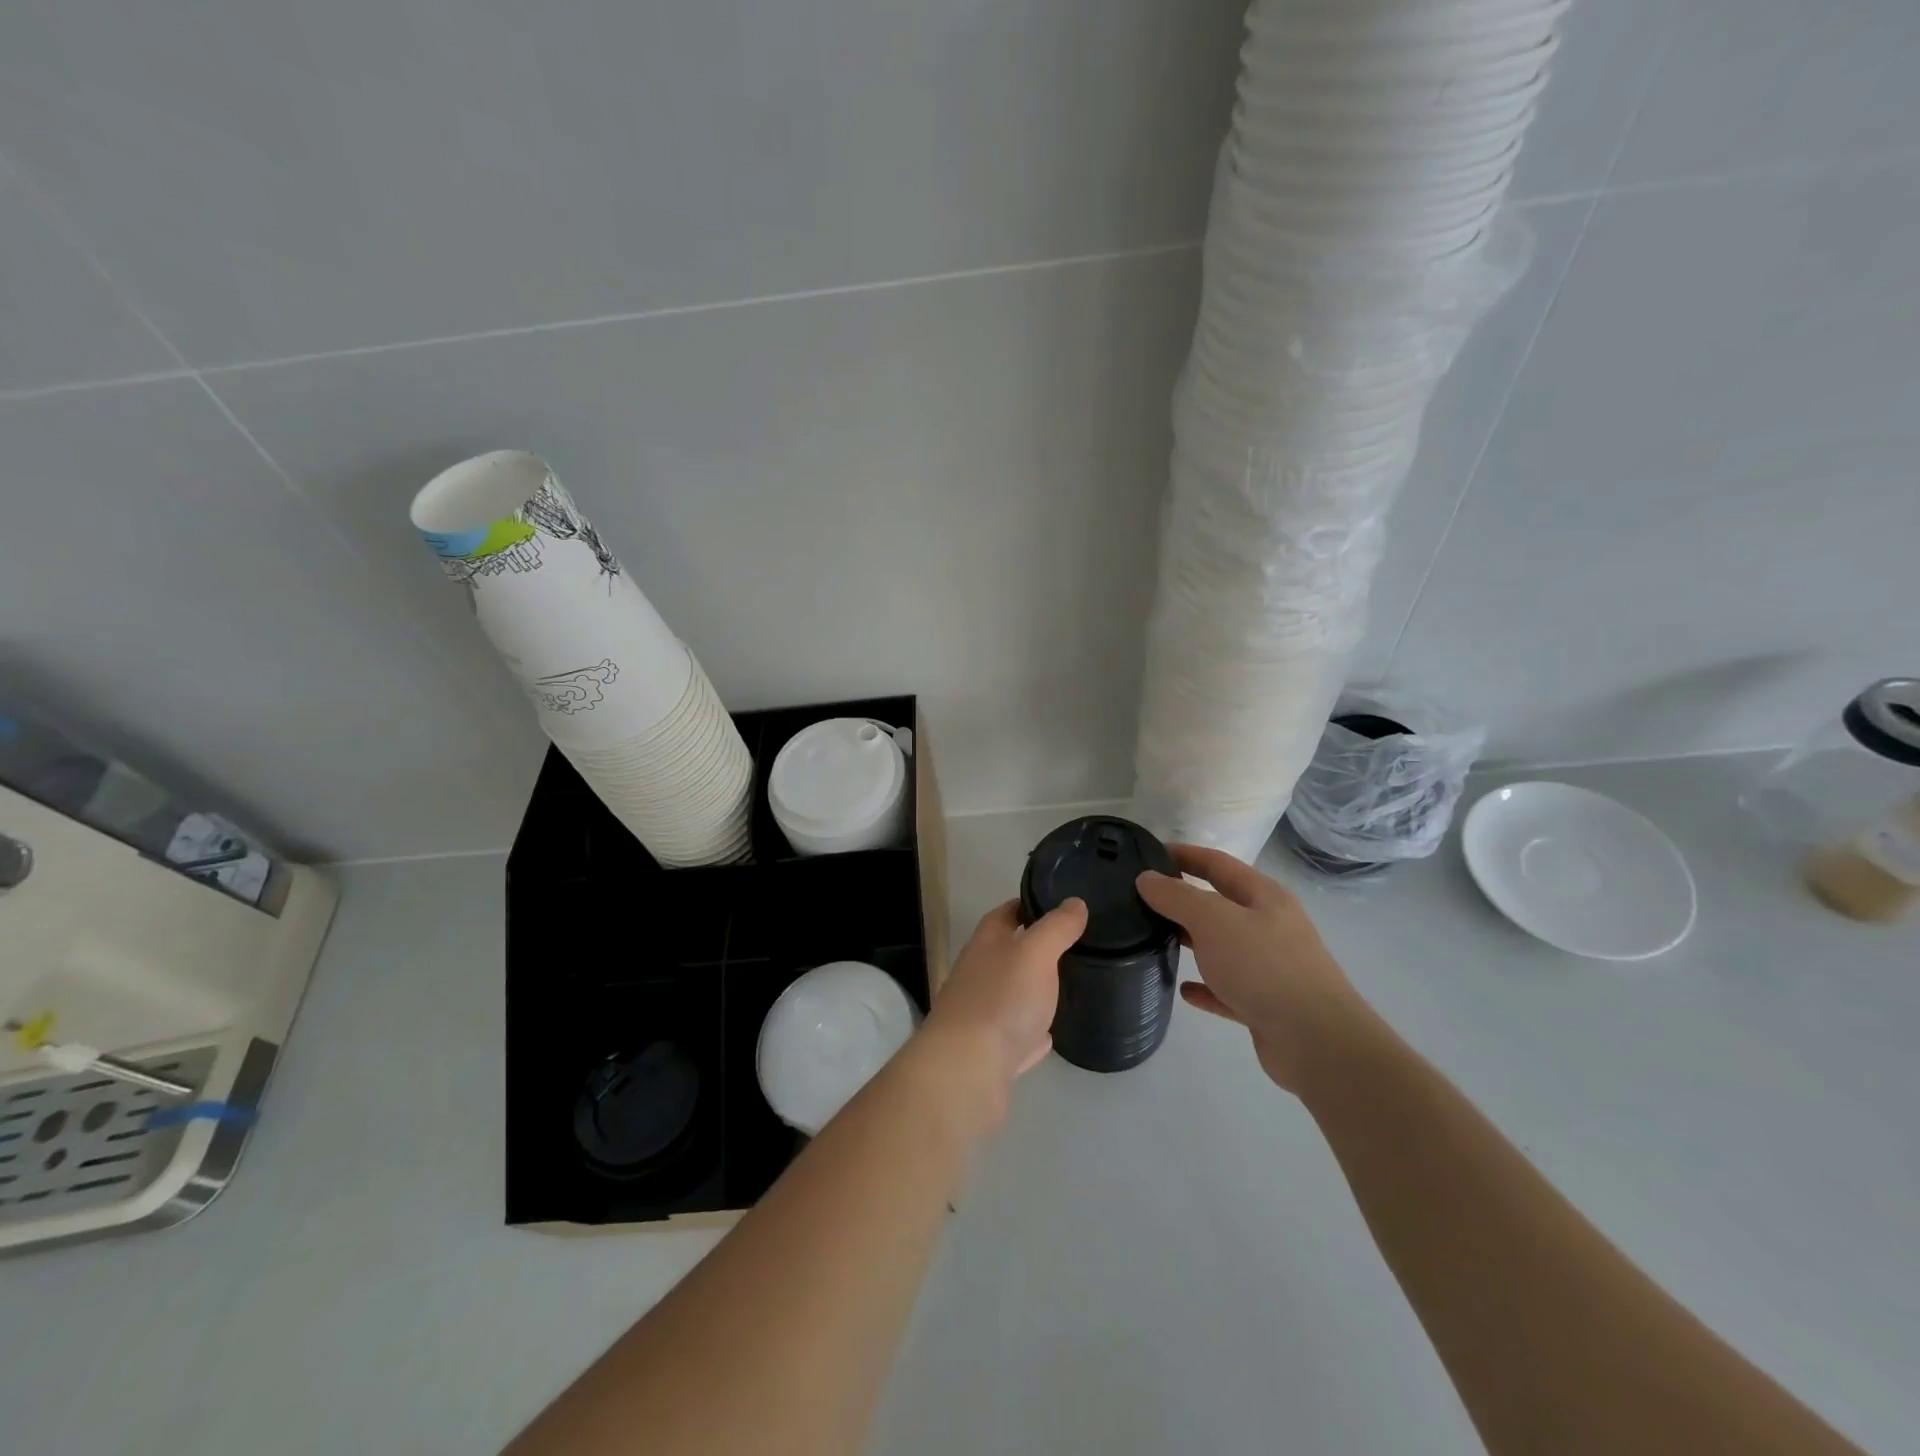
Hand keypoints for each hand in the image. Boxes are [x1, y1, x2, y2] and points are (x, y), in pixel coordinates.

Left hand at [914, 898, 1087, 1129]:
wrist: (967, 1070)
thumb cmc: (1001, 999)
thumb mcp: (1035, 953)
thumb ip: (1056, 928)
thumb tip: (1074, 902)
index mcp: (986, 944)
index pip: (1005, 913)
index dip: (1028, 905)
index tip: (1057, 904)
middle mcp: (978, 974)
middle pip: (1007, 954)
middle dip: (1034, 949)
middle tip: (1072, 946)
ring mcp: (981, 1015)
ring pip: (1011, 995)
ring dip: (1033, 991)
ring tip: (1066, 986)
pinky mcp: (989, 1053)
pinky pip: (1015, 1035)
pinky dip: (1031, 1032)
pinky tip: (1048, 1034)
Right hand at [1136, 845, 1368, 1094]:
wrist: (1317, 1042)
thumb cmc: (1264, 966)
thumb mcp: (1214, 920)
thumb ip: (1177, 897)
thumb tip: (1146, 878)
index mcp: (1264, 897)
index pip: (1218, 864)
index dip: (1185, 854)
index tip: (1148, 853)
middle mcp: (1269, 926)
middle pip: (1219, 904)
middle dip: (1183, 899)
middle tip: (1141, 899)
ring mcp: (1269, 967)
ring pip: (1222, 946)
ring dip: (1191, 941)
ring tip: (1152, 939)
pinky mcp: (1264, 1005)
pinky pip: (1226, 989)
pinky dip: (1205, 986)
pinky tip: (1183, 989)